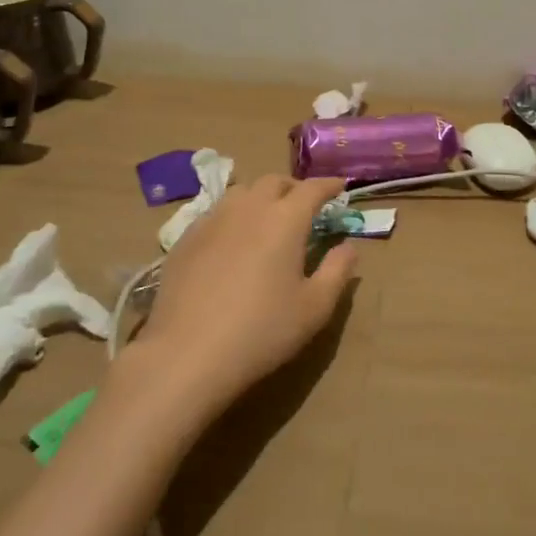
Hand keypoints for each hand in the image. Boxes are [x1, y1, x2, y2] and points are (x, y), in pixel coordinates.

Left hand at [124, 175, 357, 415]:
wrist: (187, 354)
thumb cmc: (262, 331)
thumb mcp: (315, 307)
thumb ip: (337, 271)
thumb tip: (349, 246)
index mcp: (285, 219)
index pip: (312, 188)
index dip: (329, 185)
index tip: (340, 186)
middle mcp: (249, 208)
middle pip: (274, 181)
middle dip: (294, 187)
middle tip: (304, 205)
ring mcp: (213, 220)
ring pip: (242, 192)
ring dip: (261, 196)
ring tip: (267, 217)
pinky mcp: (186, 238)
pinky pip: (216, 212)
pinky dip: (233, 215)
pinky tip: (232, 239)